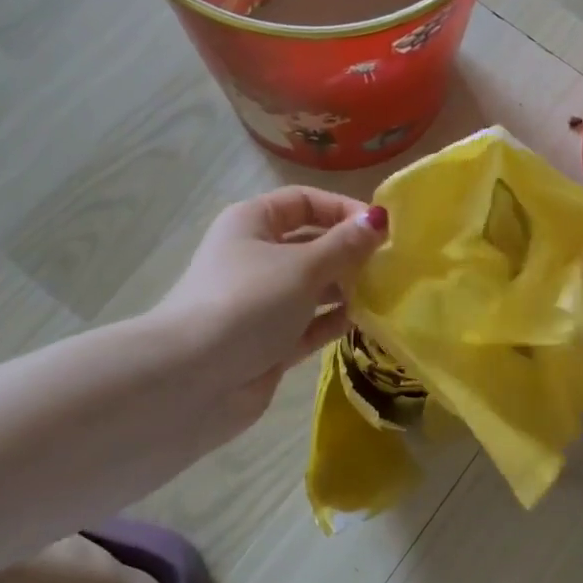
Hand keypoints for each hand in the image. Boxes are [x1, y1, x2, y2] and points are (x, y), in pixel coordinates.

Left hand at [150, 186, 387, 437]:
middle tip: (390, 264)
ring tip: (384, 292)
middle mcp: (255, 258)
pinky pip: (308, 323)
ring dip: (345, 287)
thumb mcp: (302, 266)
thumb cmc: (248, 303)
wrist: (192, 380)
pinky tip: (363, 320)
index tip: (380, 228)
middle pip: (310, 244)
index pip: (304, 202)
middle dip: (348, 251)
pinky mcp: (268, 342)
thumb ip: (344, 245)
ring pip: (312, 286)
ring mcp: (261, 303)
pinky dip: (333, 320)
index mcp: (252, 224)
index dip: (342, 209)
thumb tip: (378, 219)